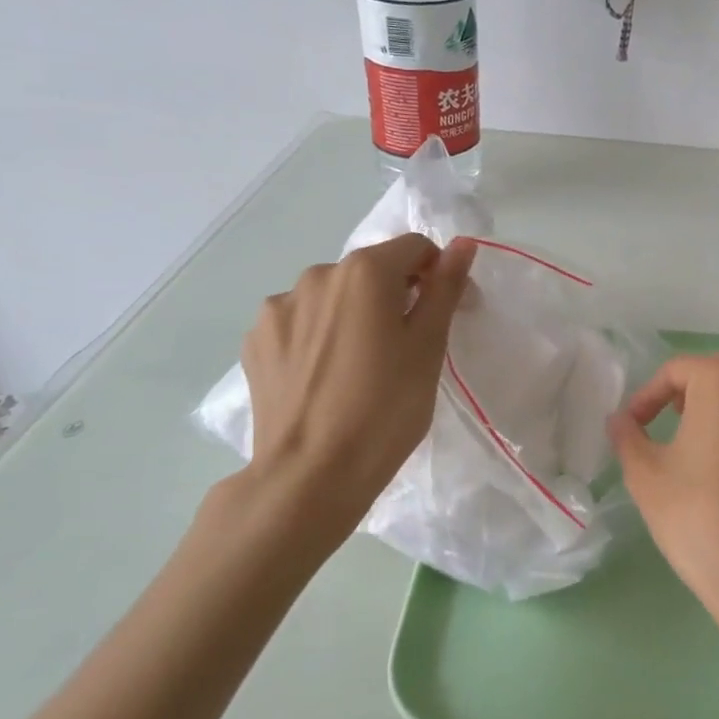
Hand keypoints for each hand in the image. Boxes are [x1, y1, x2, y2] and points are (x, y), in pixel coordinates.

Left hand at [236, 234, 474, 544]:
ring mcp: (279, 307)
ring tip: (359, 367)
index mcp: (365, 271)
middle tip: (403, 349)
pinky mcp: (255, 340)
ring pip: (333, 297)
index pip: (415, 248)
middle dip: (392, 297)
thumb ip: (444, 287)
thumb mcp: (429, 346)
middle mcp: (317, 274)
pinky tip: (325, 377)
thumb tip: (462, 244)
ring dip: (352, 315)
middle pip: (371, 271)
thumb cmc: (386, 408)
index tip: (439, 318)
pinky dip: (319, 337)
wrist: (311, 475)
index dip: (436, 277)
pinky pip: (301, 322)